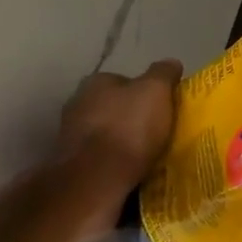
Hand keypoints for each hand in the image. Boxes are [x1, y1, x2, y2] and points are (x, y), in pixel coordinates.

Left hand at [55, 59, 181, 188]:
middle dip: (131, 116)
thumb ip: (163, 74)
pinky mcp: (71, 165)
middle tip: (157, 130)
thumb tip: (171, 62)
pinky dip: (113, 162)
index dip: (146, 92)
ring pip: (105, 133)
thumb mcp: (156, 91)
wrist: (95, 179)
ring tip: (146, 154)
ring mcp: (70, 136)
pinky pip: (100, 158)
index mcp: (96, 82)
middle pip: (113, 107)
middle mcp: (77, 104)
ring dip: (121, 140)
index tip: (163, 107)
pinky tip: (130, 171)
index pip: (125, 80)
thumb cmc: (128, 128)